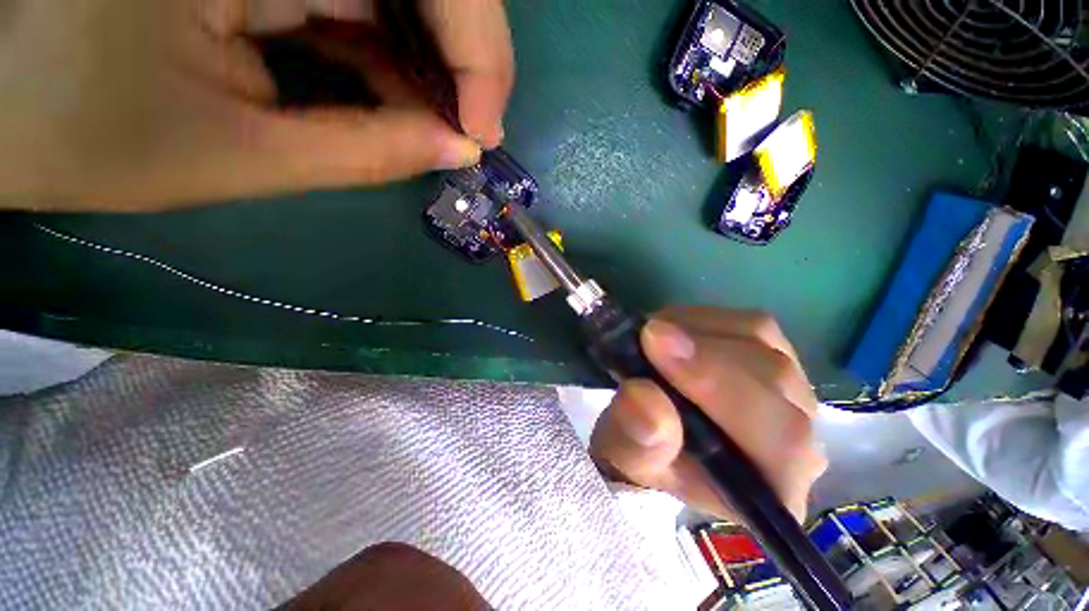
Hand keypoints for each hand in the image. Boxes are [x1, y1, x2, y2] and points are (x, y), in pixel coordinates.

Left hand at [0, 0, 512, 211]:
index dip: (475, 54)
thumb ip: (366, 152)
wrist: (6, 97)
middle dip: (463, 60)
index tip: (485, 133)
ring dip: (430, 64)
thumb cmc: (86, 130)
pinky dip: (392, 54)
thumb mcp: (239, 153)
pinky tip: (398, 99)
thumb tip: (459, 151)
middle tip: (474, 131)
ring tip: (439, 126)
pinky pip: (362, 0)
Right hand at [590, 307, 826, 521]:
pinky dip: (703, 320)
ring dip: (699, 332)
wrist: (651, 433)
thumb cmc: (642, 454)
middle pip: (775, 379)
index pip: (780, 439)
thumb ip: (635, 440)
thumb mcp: (624, 457)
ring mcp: (788, 389)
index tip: (658, 348)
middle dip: (705, 354)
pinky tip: (672, 331)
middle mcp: (797, 437)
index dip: (720, 386)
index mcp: (772, 485)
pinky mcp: (769, 355)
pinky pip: (748, 324)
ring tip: (653, 338)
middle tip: (649, 334)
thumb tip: (645, 396)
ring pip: (762, 342)